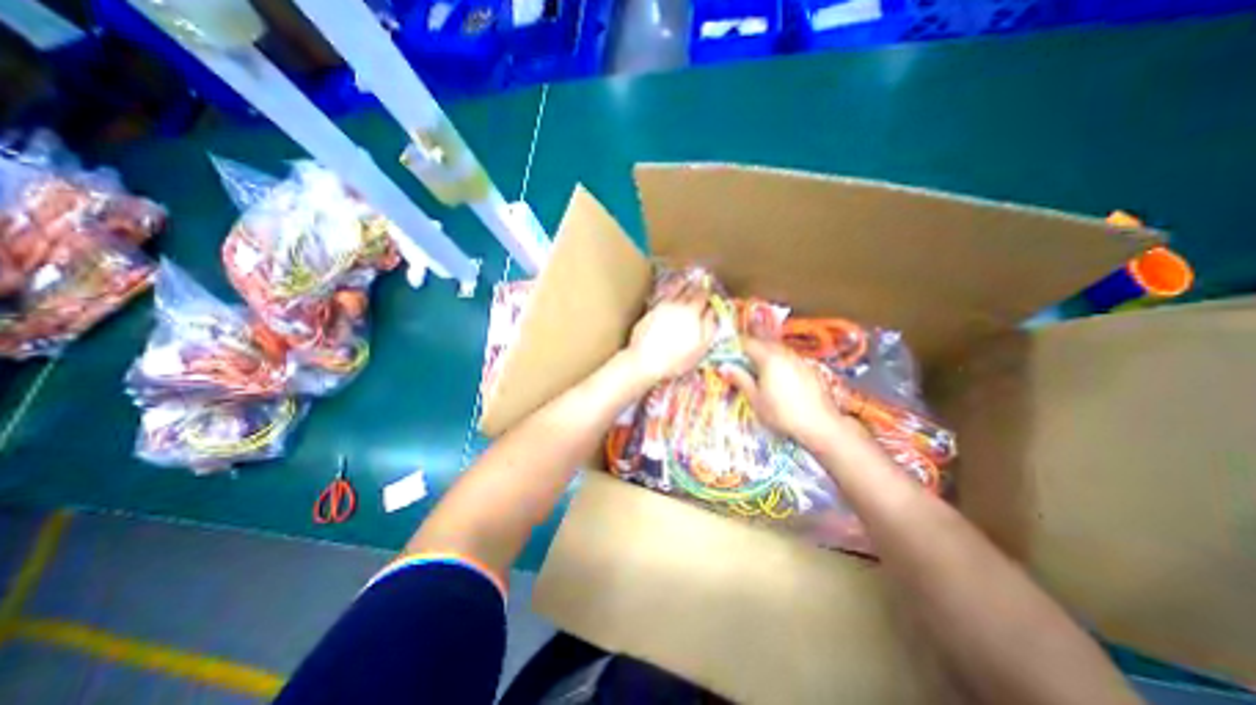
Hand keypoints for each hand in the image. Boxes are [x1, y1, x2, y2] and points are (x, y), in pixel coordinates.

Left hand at [620, 279, 710, 383]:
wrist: (646, 361)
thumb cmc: (677, 359)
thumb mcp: (701, 347)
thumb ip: (709, 327)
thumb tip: (712, 311)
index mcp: (692, 312)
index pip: (702, 296)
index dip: (708, 292)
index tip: (711, 289)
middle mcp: (677, 305)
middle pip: (688, 291)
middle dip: (696, 286)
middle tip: (700, 281)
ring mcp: (661, 307)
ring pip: (674, 290)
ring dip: (681, 284)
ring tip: (685, 280)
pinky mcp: (649, 312)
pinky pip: (662, 297)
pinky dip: (668, 292)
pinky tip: (669, 294)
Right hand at [723, 332, 857, 445]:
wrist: (819, 423)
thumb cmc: (781, 413)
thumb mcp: (755, 399)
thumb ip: (740, 380)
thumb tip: (723, 367)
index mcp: (768, 359)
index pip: (748, 343)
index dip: (737, 342)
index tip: (729, 343)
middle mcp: (783, 354)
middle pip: (766, 339)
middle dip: (755, 335)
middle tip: (746, 332)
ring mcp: (798, 360)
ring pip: (779, 346)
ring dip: (768, 344)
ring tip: (760, 346)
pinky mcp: (809, 368)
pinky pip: (789, 355)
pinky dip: (780, 355)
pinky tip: (779, 365)